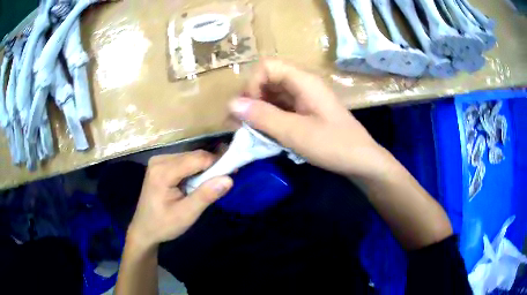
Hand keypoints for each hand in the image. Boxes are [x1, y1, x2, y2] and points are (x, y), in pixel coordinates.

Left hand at [127, 151, 232, 248]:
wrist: (144, 229)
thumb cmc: (164, 225)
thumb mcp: (186, 214)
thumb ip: (206, 195)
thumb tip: (229, 179)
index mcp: (163, 171)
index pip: (197, 158)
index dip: (218, 163)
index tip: (233, 173)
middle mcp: (160, 160)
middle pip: (194, 155)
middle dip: (211, 166)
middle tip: (225, 180)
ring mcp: (159, 160)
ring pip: (190, 157)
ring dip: (204, 168)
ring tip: (212, 184)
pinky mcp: (160, 164)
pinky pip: (184, 161)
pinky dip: (195, 170)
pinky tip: (197, 182)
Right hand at [229, 59, 391, 177]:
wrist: (362, 161)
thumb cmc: (334, 145)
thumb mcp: (295, 132)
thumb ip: (263, 117)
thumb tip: (231, 103)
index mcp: (303, 81)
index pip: (267, 67)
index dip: (252, 84)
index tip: (248, 110)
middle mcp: (303, 85)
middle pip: (268, 80)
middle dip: (252, 100)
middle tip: (242, 125)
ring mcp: (305, 99)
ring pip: (273, 96)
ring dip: (259, 111)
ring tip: (251, 132)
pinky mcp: (306, 112)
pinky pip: (282, 109)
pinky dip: (270, 119)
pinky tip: (266, 135)